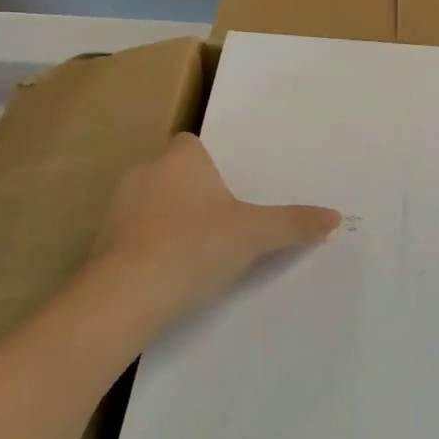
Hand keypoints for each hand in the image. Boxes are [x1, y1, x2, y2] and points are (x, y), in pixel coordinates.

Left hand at [89, 134, 340, 322]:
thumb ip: (294, 224)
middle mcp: (144, 172)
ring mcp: (117, 206)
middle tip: (224, 223)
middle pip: (174, 174)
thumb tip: (335, 216)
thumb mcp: (254, 235)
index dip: (210, 164)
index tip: (229, 191)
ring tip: (198, 252)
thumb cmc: (195, 247)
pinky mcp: (102, 240)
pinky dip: (149, 246)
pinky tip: (168, 273)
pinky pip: (133, 234)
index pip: (192, 145)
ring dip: (170, 221)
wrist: (126, 293)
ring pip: (151, 204)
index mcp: (180, 159)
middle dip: (194, 194)